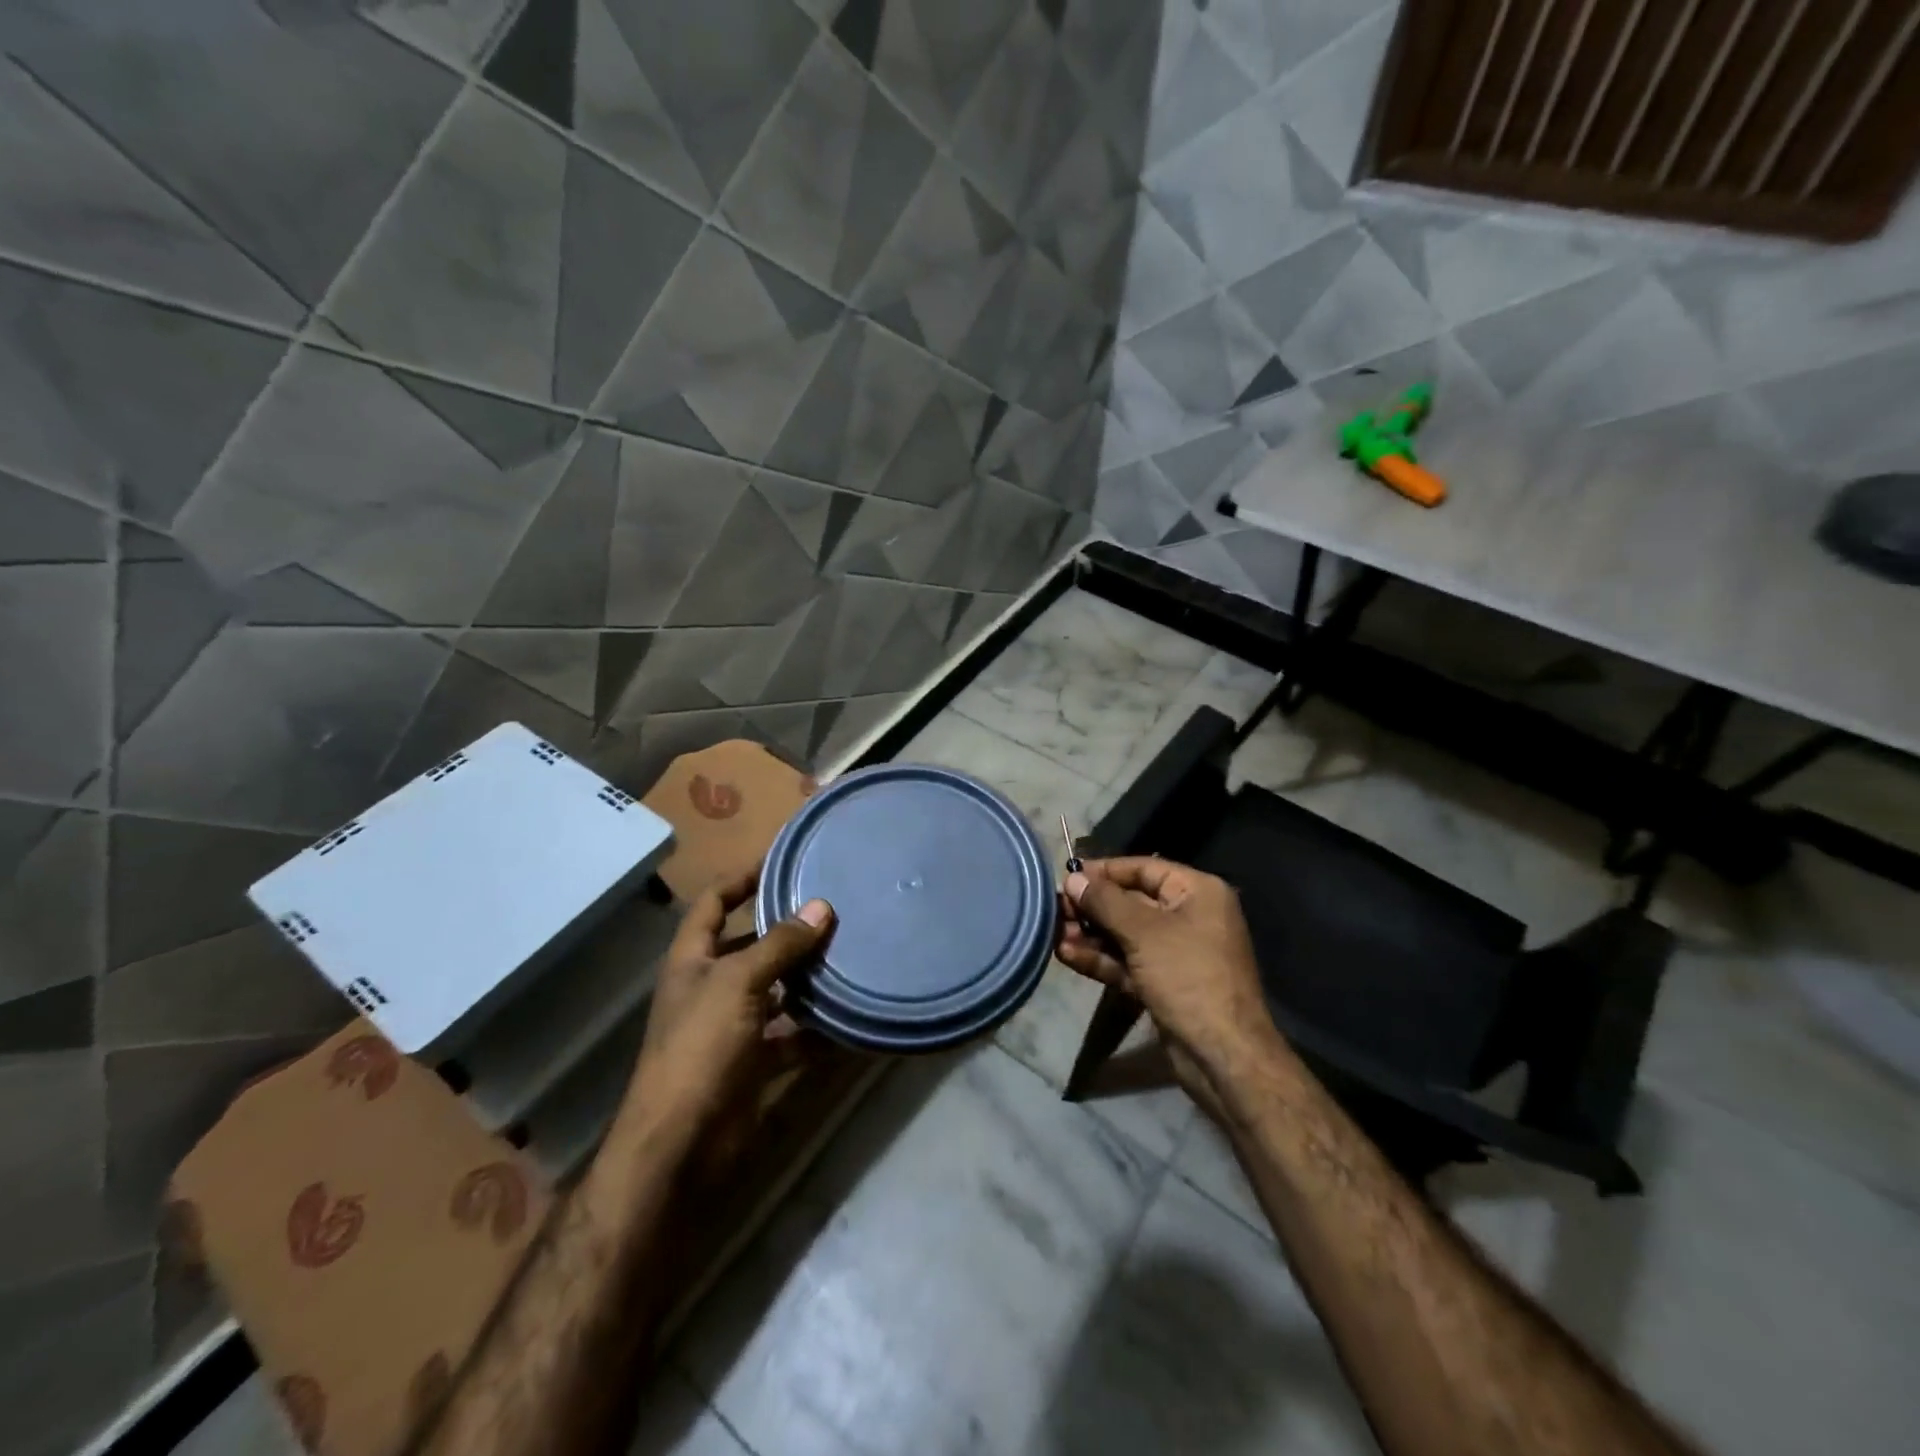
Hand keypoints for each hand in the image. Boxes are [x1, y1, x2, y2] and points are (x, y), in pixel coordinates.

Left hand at [627, 869, 833, 1145]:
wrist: (680, 1144)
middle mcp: (710, 987)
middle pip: (748, 945)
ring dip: (804, 977)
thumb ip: (780, 945)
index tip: (781, 862)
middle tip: (831, 910)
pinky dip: (815, 1029)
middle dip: (784, 929)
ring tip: (847, 954)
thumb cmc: (700, 1047)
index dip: (741, 878)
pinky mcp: (752, 1062)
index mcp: (693, 960)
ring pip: (774, 990)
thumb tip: (822, 907)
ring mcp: (731, 1026)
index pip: (713, 902)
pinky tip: (847, 1017)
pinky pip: (790, 1036)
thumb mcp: (739, 983)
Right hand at [1057, 858, 1279, 1091]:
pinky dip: (1100, 958)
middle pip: (1131, 901)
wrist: (1222, 1055)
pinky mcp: (1162, 983)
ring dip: (1090, 934)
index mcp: (1197, 892)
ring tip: (1053, 932)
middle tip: (1055, 908)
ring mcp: (1175, 953)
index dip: (1105, 870)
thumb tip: (1073, 878)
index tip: (1068, 875)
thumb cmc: (1188, 976)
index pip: (1144, 868)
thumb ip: (1105, 902)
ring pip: (1125, 934)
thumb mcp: (1143, 932)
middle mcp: (1188, 916)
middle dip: (1092, 906)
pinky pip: (1126, 962)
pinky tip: (1066, 955)